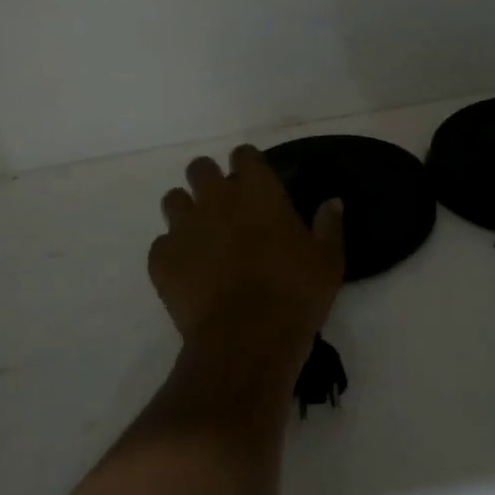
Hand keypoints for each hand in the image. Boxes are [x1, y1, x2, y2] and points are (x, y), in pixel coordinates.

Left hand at [148, 145, 344, 385]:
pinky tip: (188, 273)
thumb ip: (328, 225)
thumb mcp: (327, 260)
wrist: (246, 339)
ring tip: (201, 237)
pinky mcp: (161, 259)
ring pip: (173, 200)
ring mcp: (184, 227)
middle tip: (224, 207)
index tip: (255, 181)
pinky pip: (161, 245)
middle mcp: (216, 198)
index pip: (244, 155)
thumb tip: (333, 201)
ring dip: (186, 212)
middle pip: (200, 168)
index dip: (248, 165)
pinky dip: (173, 254)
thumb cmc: (295, 293)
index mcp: (257, 190)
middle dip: (209, 181)